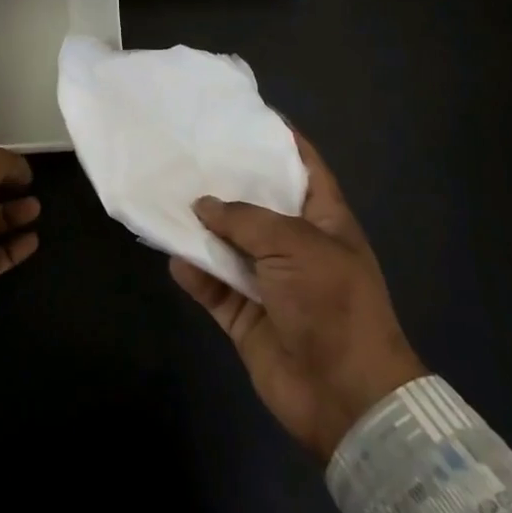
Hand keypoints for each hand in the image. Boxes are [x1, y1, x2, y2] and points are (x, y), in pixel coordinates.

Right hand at [170, 134, 426, 461]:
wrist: (345, 394)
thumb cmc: (331, 302)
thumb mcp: (294, 244)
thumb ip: (244, 220)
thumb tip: (203, 206)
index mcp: (324, 221)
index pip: (304, 168)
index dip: (281, 141)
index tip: (246, 117)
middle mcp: (296, 246)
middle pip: (257, 206)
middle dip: (226, 184)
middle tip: (187, 155)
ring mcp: (270, 283)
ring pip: (229, 246)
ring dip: (202, 230)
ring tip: (167, 199)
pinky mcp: (247, 317)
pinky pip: (214, 288)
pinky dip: (194, 274)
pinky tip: (173, 256)